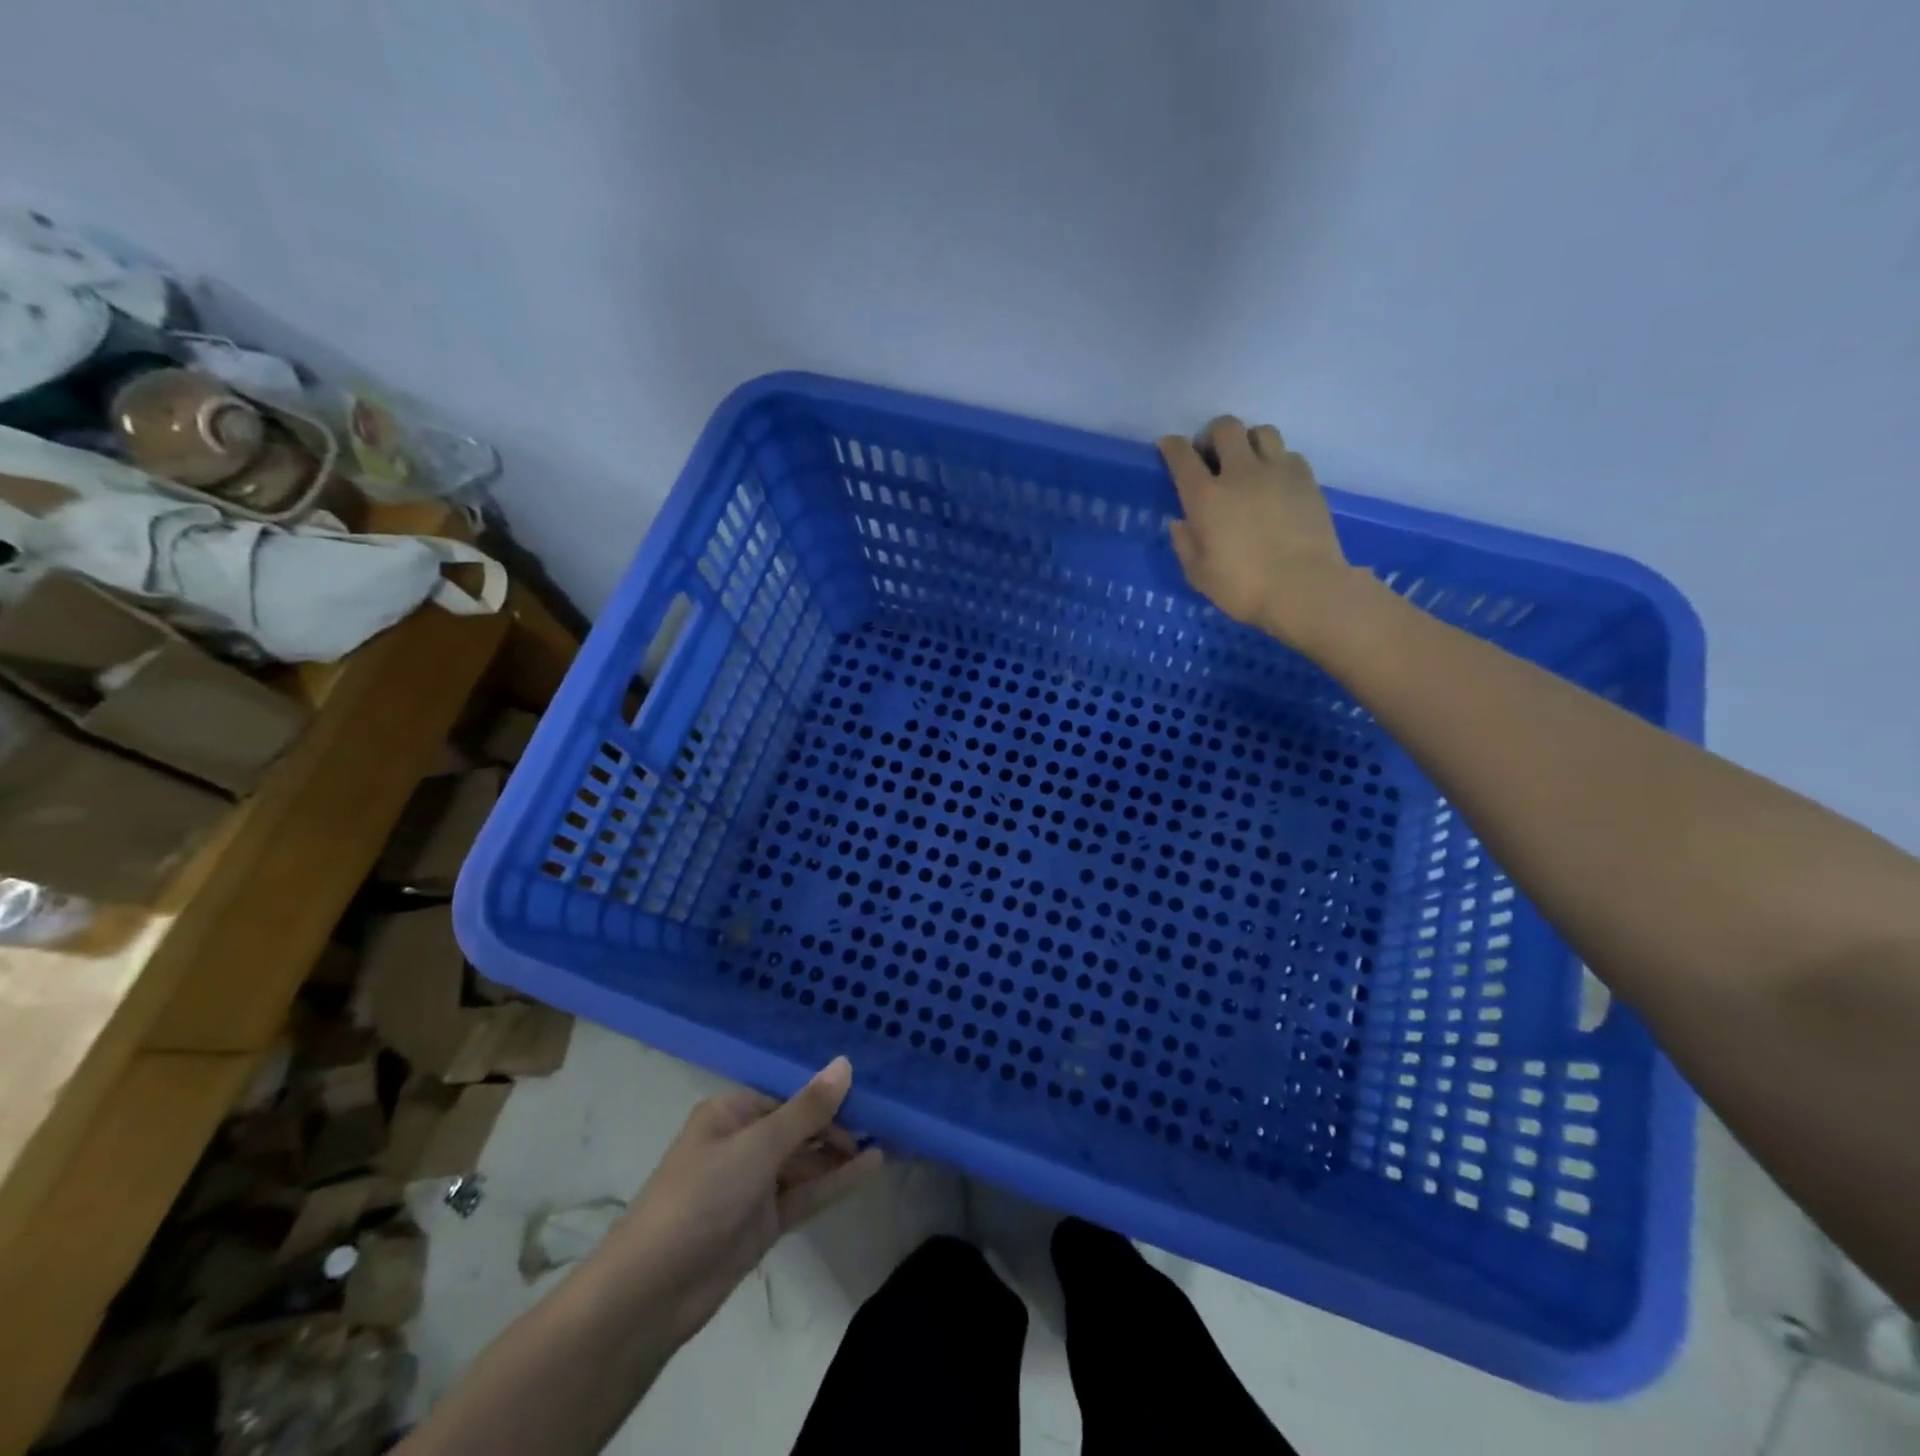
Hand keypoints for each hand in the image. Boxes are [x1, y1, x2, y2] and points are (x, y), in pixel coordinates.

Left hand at [600, 1058, 882, 1345]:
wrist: (651, 1292)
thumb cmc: (701, 1198)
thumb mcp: (758, 1146)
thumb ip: (807, 1110)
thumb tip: (845, 1064)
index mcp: (730, 1114)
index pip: (788, 1097)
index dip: (826, 1098)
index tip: (868, 1097)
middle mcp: (742, 1144)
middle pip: (799, 1129)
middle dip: (838, 1125)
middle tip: (886, 1120)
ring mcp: (753, 1186)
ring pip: (806, 1163)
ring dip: (841, 1155)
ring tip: (889, 1139)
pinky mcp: (762, 1223)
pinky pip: (805, 1195)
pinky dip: (835, 1183)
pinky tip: (870, 1168)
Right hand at [1161, 416, 1359, 648]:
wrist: (1304, 588)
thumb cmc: (1243, 587)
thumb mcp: (1199, 575)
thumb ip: (1186, 544)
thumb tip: (1181, 522)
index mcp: (1205, 497)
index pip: (1182, 456)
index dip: (1172, 446)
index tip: (1168, 447)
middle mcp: (1239, 473)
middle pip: (1225, 427)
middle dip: (1213, 436)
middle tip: (1212, 457)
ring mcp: (1277, 470)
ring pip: (1260, 431)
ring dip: (1248, 442)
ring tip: (1247, 464)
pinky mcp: (1306, 478)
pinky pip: (1287, 453)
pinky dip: (1276, 460)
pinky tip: (1274, 483)